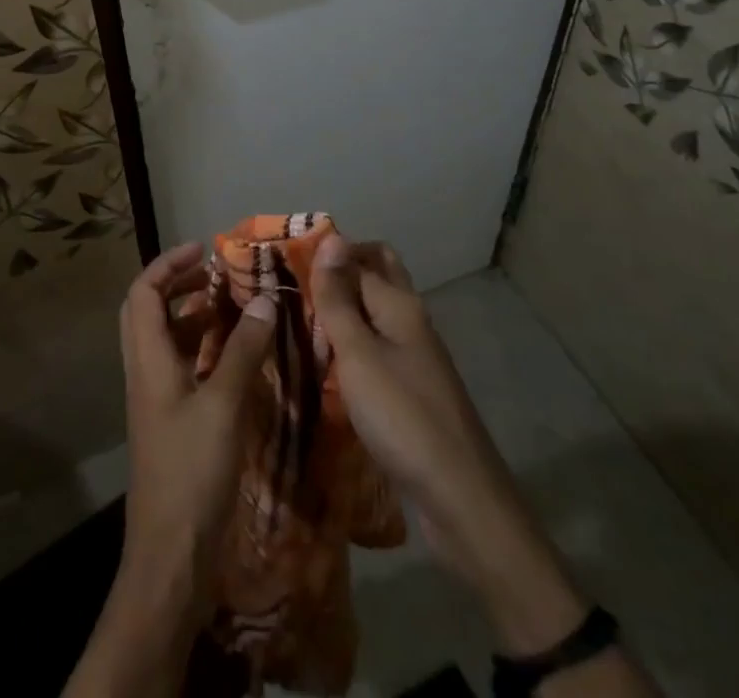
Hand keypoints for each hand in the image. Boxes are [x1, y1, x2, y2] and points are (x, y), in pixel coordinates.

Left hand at [64, 242, 274, 697]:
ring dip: (192, 316)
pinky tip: (234, 358)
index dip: (168, 263)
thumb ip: (244, 350)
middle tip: (216, 275)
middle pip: (148, 311)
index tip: (203, 249)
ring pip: (165, 340)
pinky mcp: (169, 423)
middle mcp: (144, 371)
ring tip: (231, 308)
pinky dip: (203, 350)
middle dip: (178, 284)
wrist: (170, 556)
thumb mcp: (224, 406)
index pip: (143, 292)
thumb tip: (264, 299)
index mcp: (147, 359)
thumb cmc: (192, 472)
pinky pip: (181, 368)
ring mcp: (155, 399)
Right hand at [311, 236, 589, 655]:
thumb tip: (331, 237)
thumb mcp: (358, 354)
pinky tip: (323, 360)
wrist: (462, 500)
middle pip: (374, 275)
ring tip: (294, 318)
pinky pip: (375, 347)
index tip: (277, 261)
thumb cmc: (403, 417)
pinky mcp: (411, 388)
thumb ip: (339, 298)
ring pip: (373, 313)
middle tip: (292, 283)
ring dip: (340, 308)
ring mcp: (414, 355)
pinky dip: (350, 343)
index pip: (355, 257)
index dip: (320, 253)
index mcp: (399, 303)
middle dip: (336, 272)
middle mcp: (410, 319)